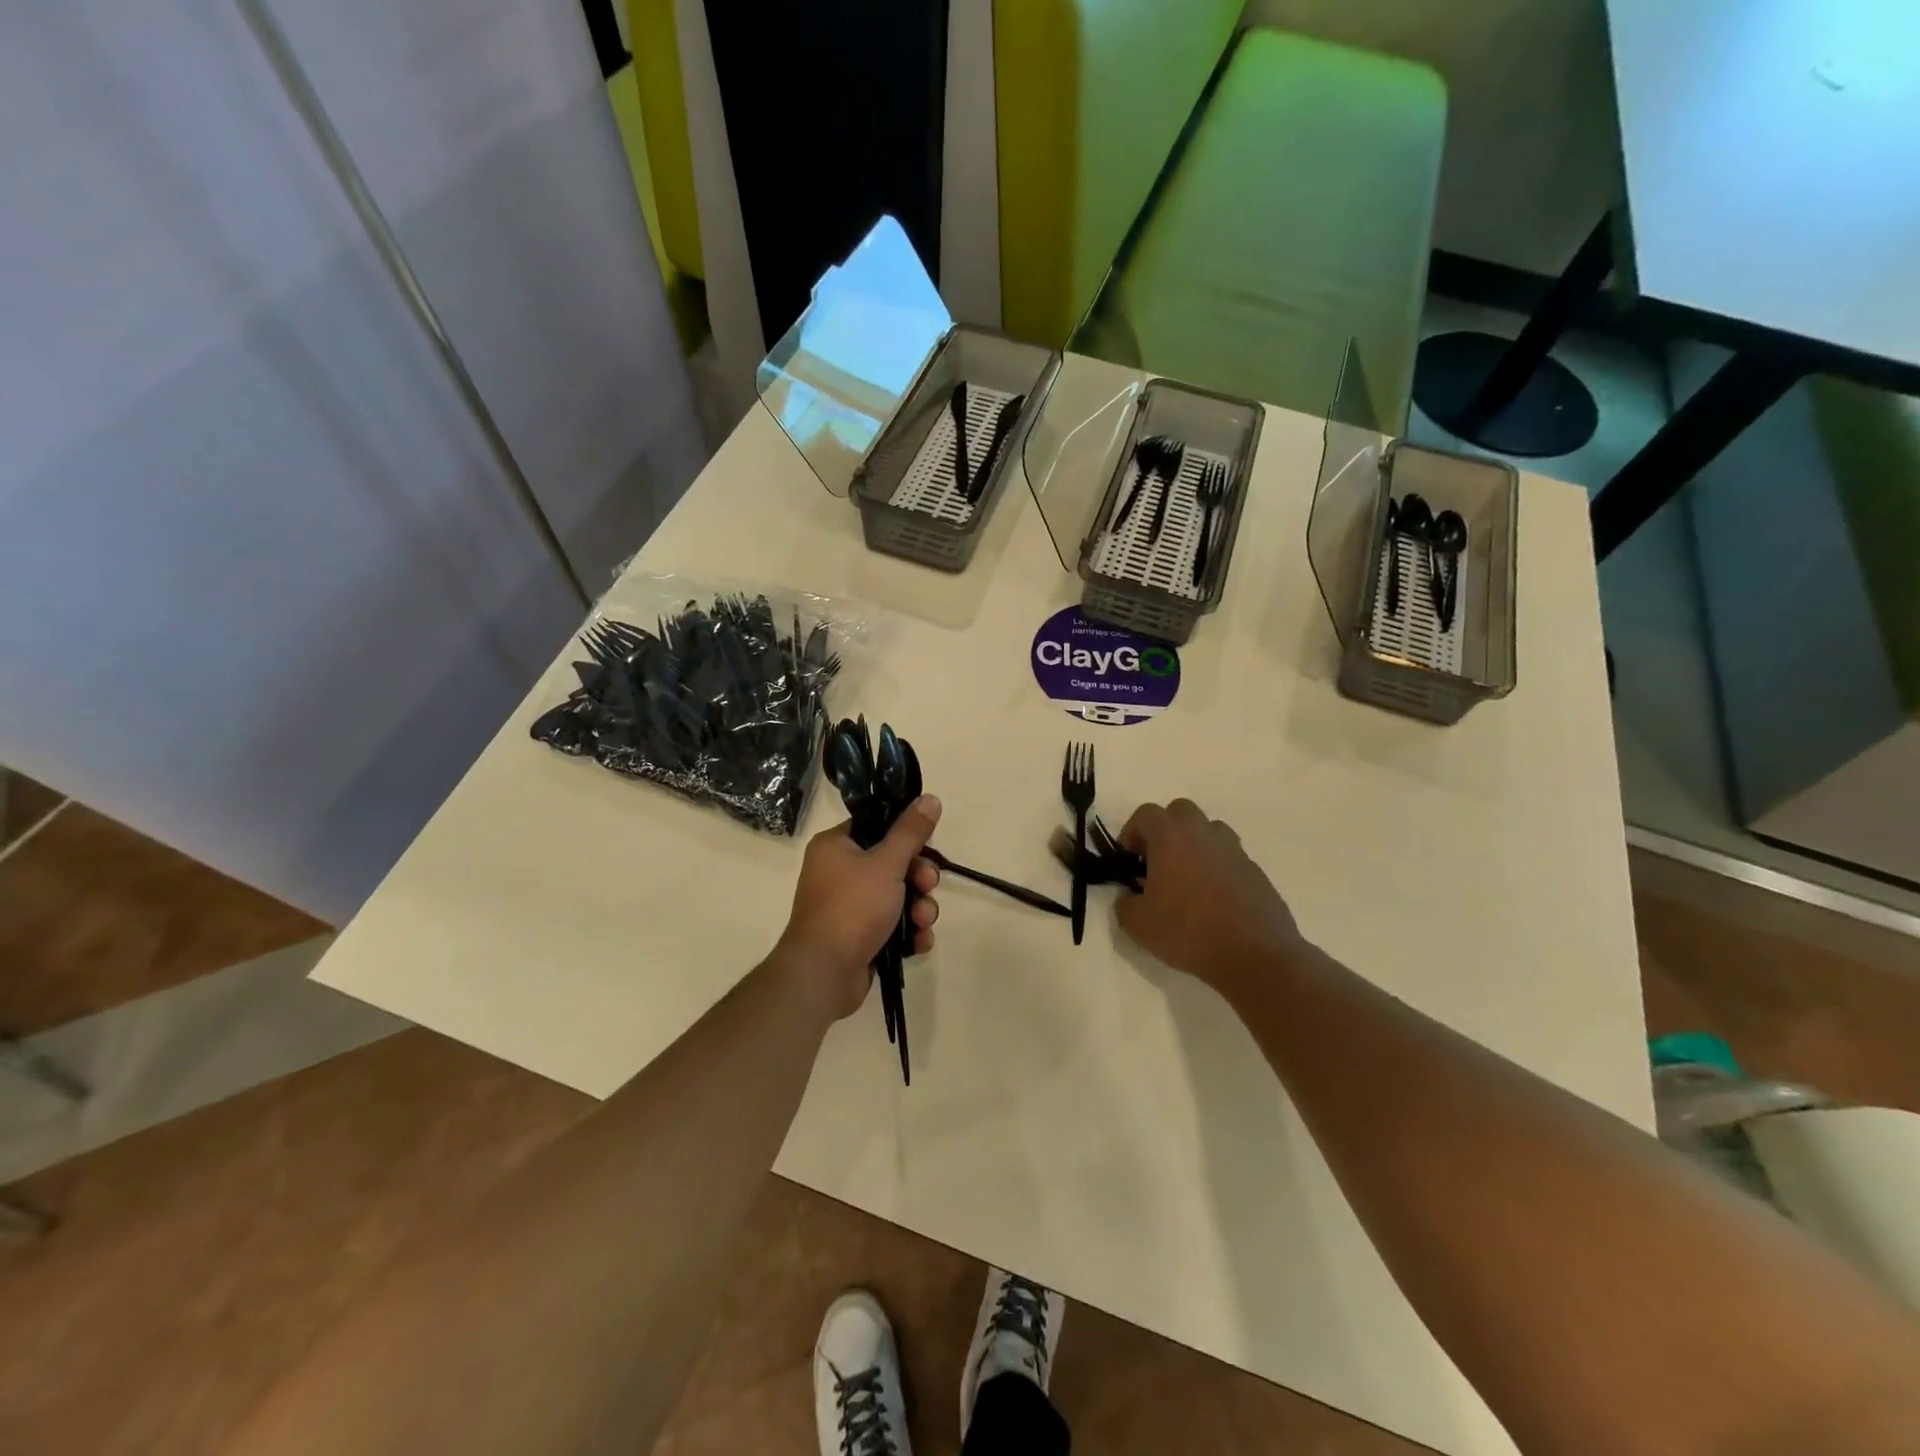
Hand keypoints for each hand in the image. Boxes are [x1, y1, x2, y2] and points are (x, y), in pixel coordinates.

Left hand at [776, 796, 942, 1021]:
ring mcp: (850, 907)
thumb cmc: (852, 908)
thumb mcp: (886, 863)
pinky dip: (909, 932)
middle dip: (919, 878)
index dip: (905, 835)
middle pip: (893, 863)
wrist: (824, 973)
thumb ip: (911, 831)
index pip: (876, 827)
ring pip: (898, 897)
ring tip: (924, 921)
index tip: (927, 844)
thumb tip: (931, 798)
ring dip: (919, 908)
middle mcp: (839, 873)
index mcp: (836, 847)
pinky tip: (919, 942)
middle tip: (928, 885)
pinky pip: (894, 925)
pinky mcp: (861, 937)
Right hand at [1113, 799, 1302, 994]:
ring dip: (1194, 845)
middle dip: (1165, 830)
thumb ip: (1124, 904)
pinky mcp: (1256, 872)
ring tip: (1187, 879)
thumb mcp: (1137, 925)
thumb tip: (1129, 896)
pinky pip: (1229, 859)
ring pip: (1210, 831)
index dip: (1131, 832)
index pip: (1146, 814)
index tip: (1128, 859)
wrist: (1255, 956)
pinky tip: (1213, 901)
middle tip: (1157, 862)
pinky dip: (1217, 869)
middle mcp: (1204, 834)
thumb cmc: (1188, 932)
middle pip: (1181, 812)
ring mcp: (1234, 851)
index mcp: (1171, 837)